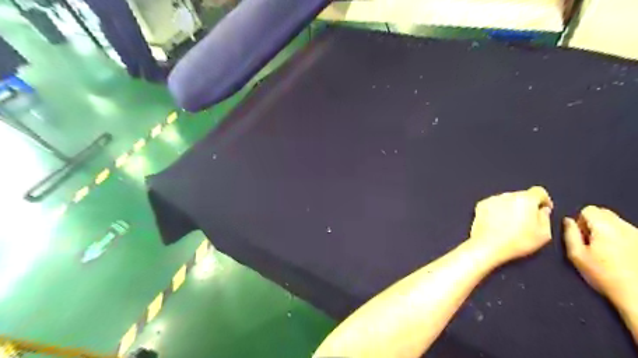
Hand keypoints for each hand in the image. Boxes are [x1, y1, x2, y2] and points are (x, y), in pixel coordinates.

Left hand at [468, 188, 553, 264]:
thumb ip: (546, 218)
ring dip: (511, 207)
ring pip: (507, 199)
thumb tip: (542, 209)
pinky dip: (498, 210)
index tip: (544, 209)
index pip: (539, 191)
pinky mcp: (480, 205)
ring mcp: (492, 199)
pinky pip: (494, 204)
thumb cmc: (518, 242)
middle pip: (521, 195)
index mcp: (525, 199)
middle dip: (526, 204)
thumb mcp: (543, 234)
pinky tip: (498, 222)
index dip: (544, 200)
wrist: (487, 246)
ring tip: (510, 223)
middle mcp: (507, 195)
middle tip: (526, 219)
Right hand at [562, 208, 637, 305]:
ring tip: (607, 250)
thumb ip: (569, 234)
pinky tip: (620, 254)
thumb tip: (568, 221)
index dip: (580, 220)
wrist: (637, 294)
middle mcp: (624, 227)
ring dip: (608, 230)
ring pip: (617, 222)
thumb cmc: (604, 275)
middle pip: (604, 212)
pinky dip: (620, 237)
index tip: (581, 236)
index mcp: (604, 227)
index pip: (588, 209)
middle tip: (591, 242)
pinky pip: (628, 232)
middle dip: (594, 222)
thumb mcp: (576, 255)